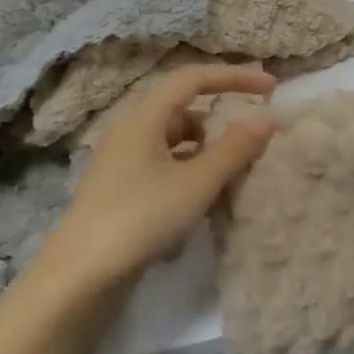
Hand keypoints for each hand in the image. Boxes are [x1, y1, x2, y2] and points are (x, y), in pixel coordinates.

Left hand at [26, 66, 276, 305]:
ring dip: (207, 149)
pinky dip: (191, 172)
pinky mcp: (123, 192)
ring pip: (175, 141)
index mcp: (144, 118)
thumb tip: (265, 120)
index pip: (193, 79)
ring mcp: (123, 164)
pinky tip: (204, 200)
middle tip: (254, 136)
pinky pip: (166, 167)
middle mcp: (131, 133)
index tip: (271, 87)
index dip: (234, 77)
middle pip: (184, 109)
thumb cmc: (141, 217)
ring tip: (234, 172)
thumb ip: (234, 149)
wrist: (82, 276)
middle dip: (221, 118)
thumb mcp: (197, 182)